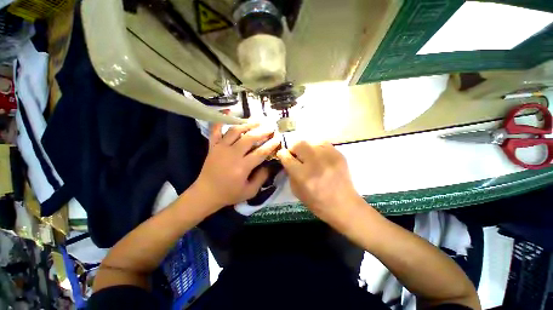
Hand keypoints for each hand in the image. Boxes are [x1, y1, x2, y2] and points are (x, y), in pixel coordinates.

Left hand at [193, 122, 280, 211]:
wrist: (206, 194)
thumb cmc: (229, 194)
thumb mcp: (250, 191)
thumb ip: (261, 178)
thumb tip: (269, 165)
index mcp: (242, 167)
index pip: (261, 152)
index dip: (271, 144)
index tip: (278, 138)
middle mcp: (232, 154)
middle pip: (249, 138)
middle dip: (262, 131)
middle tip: (271, 126)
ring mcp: (221, 148)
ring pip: (235, 131)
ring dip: (247, 124)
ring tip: (257, 120)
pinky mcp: (213, 146)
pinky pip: (215, 130)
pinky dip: (221, 120)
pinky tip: (228, 111)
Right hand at [276, 140, 363, 226]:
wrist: (344, 205)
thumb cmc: (317, 202)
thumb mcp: (296, 191)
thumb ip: (290, 173)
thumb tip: (287, 159)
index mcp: (303, 176)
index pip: (287, 157)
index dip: (282, 154)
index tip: (282, 155)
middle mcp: (315, 163)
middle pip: (298, 144)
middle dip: (293, 148)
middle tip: (296, 155)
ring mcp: (328, 157)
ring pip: (310, 141)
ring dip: (306, 148)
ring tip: (309, 156)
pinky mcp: (338, 154)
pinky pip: (322, 143)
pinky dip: (317, 148)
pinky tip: (319, 156)